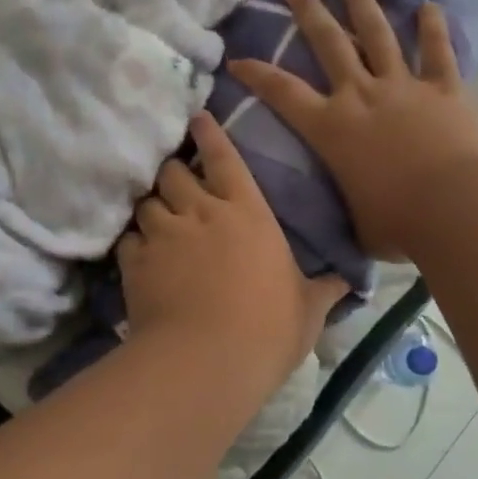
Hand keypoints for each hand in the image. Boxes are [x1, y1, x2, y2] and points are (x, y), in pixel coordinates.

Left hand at [119, 112, 345, 390]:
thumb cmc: (269, 328)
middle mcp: (202, 212)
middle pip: (175, 172)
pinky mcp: (135, 262)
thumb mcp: (307, 310)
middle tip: (177, 184)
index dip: (209, 134)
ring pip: (146, 202)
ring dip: (152, 207)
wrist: (208, 360)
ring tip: (155, 219)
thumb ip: (325, 290)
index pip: (225, 158)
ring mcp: (164, 234)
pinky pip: (128, 239)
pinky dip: (133, 243)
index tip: (197, 119)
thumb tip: (349, 282)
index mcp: (248, 212)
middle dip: (174, 173)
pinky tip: (139, 255)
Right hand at [227, 0, 477, 260]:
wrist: (456, 207)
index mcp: (332, 129)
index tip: (238, 58)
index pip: (283, 94)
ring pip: (378, 33)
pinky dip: (433, 28)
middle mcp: (362, 96)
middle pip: (329, 43)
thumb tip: (348, 220)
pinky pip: (437, 52)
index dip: (258, 75)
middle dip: (307, 10)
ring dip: (361, 2)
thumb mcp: (359, 224)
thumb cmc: (399, 224)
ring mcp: (404, 87)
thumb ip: (350, 209)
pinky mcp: (444, 88)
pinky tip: (429, 6)